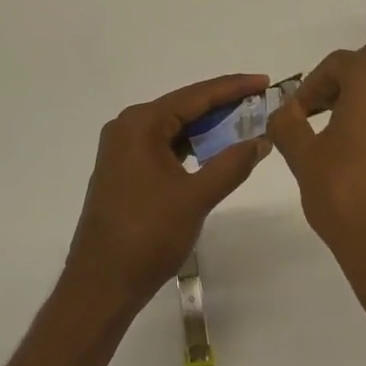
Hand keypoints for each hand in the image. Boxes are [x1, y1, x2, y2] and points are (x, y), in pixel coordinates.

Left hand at [64, 74, 273, 313]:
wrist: (101, 284)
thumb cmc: (147, 235)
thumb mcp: (196, 197)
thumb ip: (231, 164)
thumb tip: (261, 140)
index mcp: (141, 124)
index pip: (195, 96)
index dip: (232, 88)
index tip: (264, 81)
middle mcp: (127, 127)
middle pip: (183, 107)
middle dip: (222, 106)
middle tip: (260, 102)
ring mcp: (122, 149)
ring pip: (174, 128)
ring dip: (207, 128)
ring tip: (245, 123)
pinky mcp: (124, 169)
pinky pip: (164, 146)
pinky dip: (190, 146)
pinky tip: (214, 151)